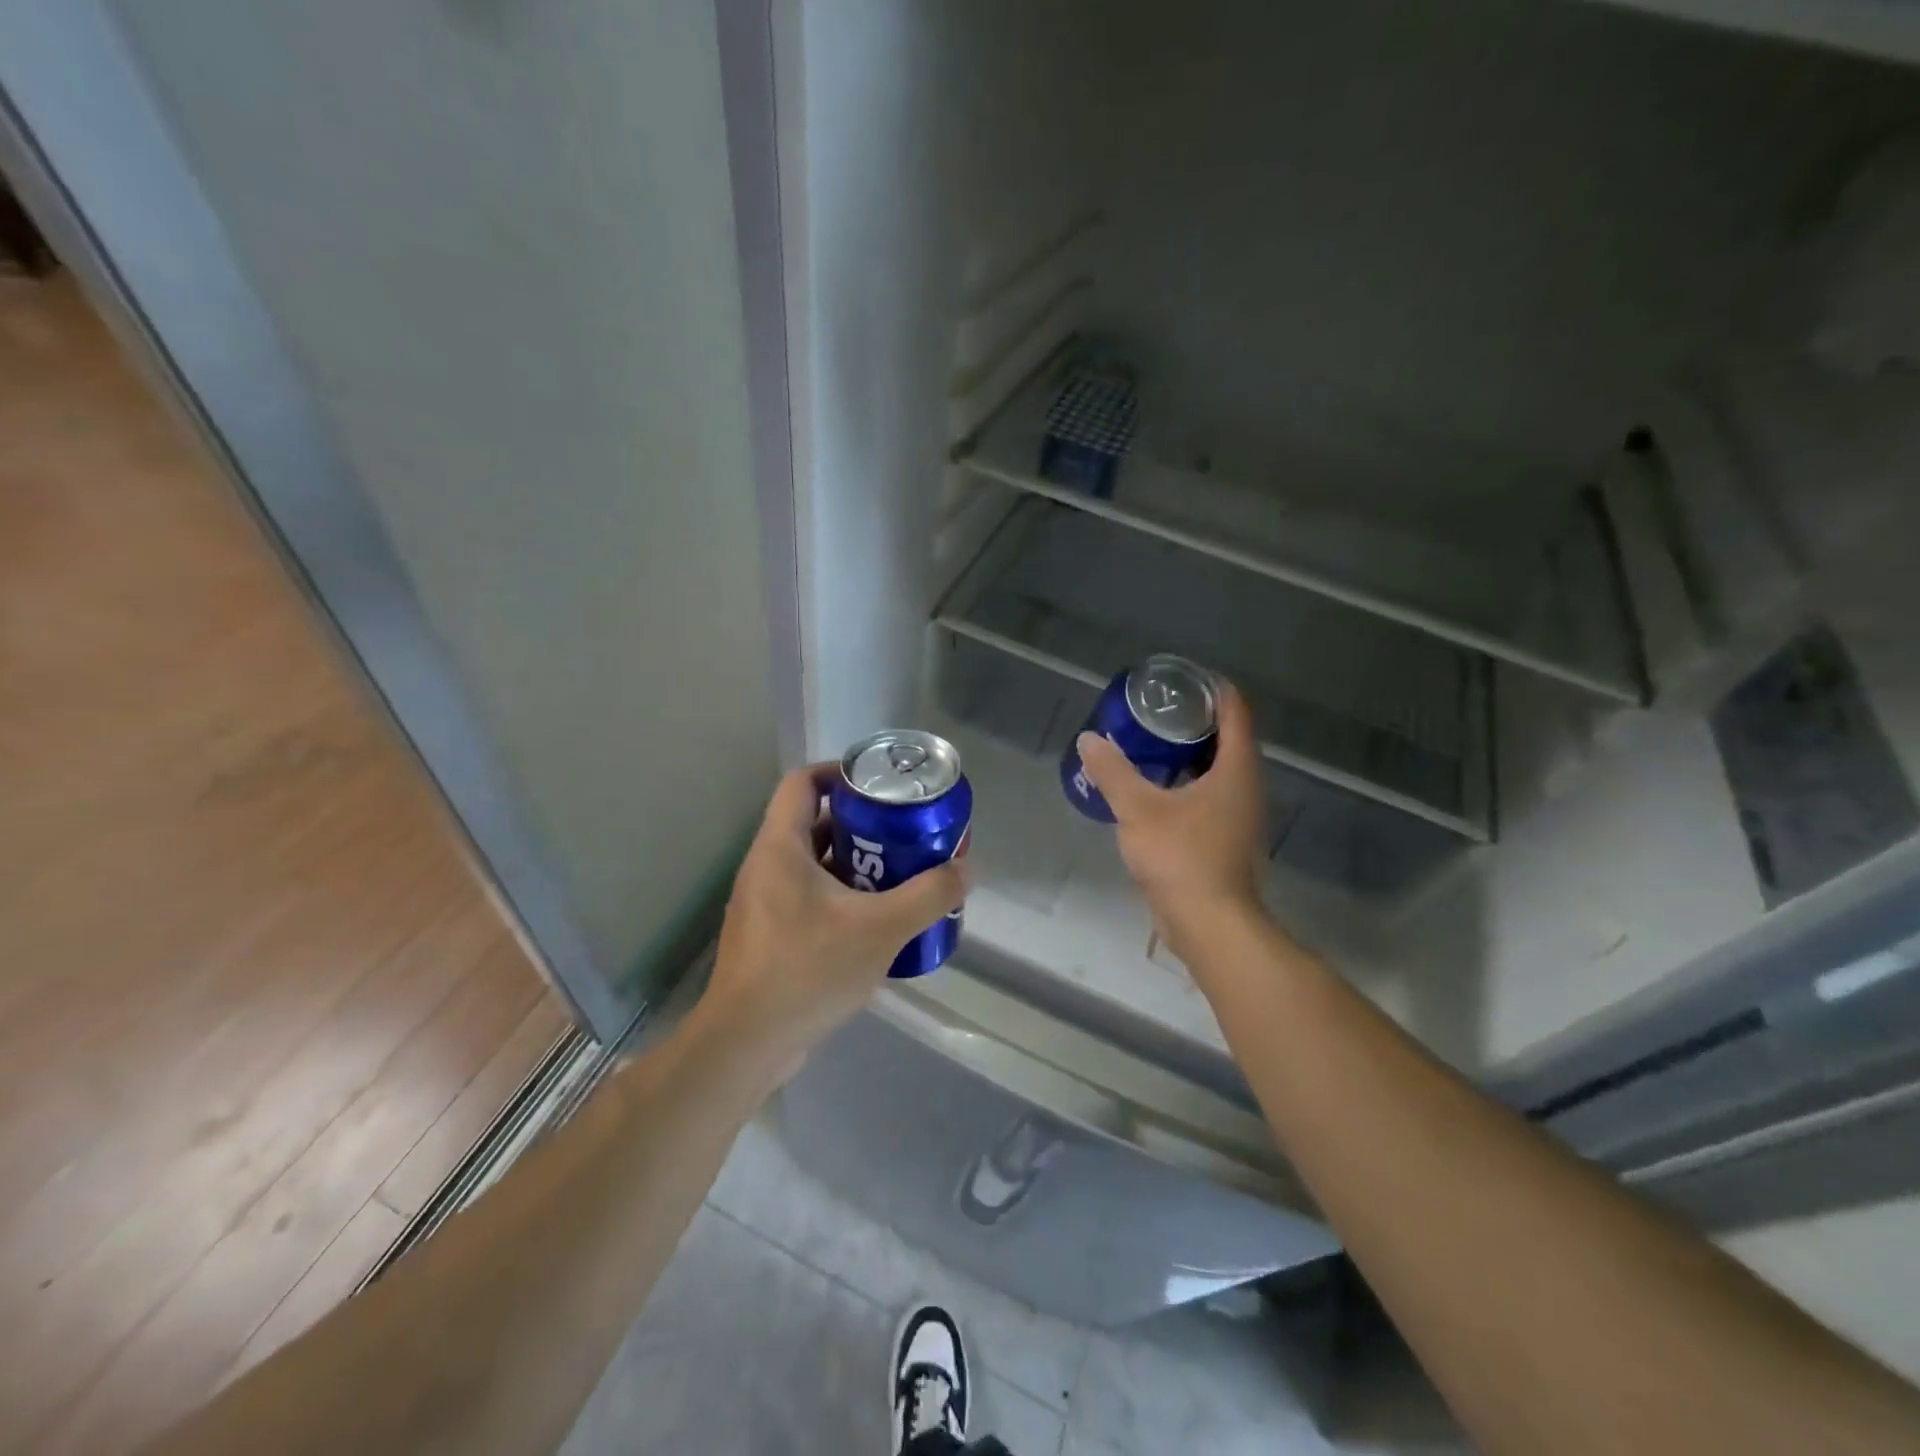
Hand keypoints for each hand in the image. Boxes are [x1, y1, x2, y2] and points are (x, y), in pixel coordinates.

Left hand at [697, 762, 967, 1080]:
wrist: (747, 1043)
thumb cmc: (808, 969)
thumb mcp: (881, 929)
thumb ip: (928, 896)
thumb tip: (967, 868)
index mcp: (780, 848)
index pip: (803, 782)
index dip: (840, 772)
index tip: (880, 786)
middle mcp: (765, 866)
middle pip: (813, 823)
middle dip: (860, 825)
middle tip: (902, 835)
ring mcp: (762, 903)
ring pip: (812, 864)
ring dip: (853, 864)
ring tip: (897, 876)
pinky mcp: (767, 935)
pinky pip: (806, 898)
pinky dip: (840, 897)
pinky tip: (873, 923)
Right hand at [1075, 680, 1266, 954]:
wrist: (1210, 924)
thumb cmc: (1181, 857)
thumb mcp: (1138, 809)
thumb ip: (1113, 772)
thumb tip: (1089, 739)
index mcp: (1236, 769)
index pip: (1235, 711)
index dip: (1213, 689)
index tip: (1183, 679)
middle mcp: (1247, 786)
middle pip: (1229, 738)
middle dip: (1196, 720)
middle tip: (1157, 709)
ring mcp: (1240, 816)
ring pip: (1219, 770)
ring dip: (1191, 754)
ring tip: (1152, 744)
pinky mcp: (1228, 839)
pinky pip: (1211, 796)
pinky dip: (1188, 783)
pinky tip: (1156, 790)